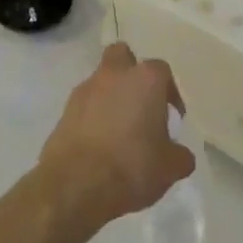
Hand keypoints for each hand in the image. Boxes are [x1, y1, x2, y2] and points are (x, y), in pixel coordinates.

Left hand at [36, 42, 194, 224]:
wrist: (76, 184)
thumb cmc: (132, 166)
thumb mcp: (170, 167)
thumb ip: (180, 155)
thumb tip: (179, 154)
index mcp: (145, 80)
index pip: (162, 72)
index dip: (169, 93)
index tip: (171, 117)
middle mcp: (114, 76)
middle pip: (122, 57)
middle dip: (130, 73)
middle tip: (140, 104)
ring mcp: (84, 91)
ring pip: (100, 82)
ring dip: (109, 97)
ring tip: (118, 132)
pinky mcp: (63, 112)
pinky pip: (84, 107)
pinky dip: (91, 118)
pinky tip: (99, 145)